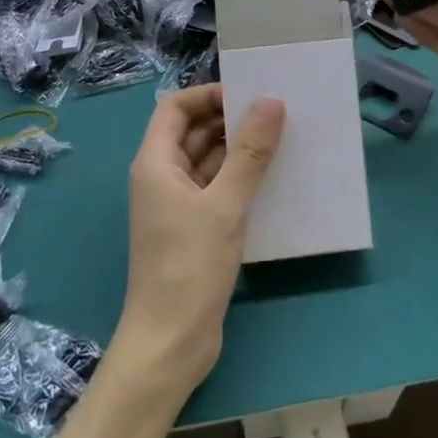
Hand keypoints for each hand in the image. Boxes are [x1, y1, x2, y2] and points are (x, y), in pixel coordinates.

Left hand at [112, 84, 285, 400]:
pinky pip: (216, 190)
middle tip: (276, 115)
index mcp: (155, 163)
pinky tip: (273, 180)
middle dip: (229, 120)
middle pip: (192, 132)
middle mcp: (162, 177)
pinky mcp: (193, 230)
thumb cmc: (189, 266)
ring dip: (238, 151)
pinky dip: (239, 180)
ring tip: (282, 141)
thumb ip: (249, 153)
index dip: (208, 94)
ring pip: (207, 162)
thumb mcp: (225, 205)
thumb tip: (271, 102)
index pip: (175, 107)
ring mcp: (176, 205)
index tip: (248, 95)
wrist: (170, 343)